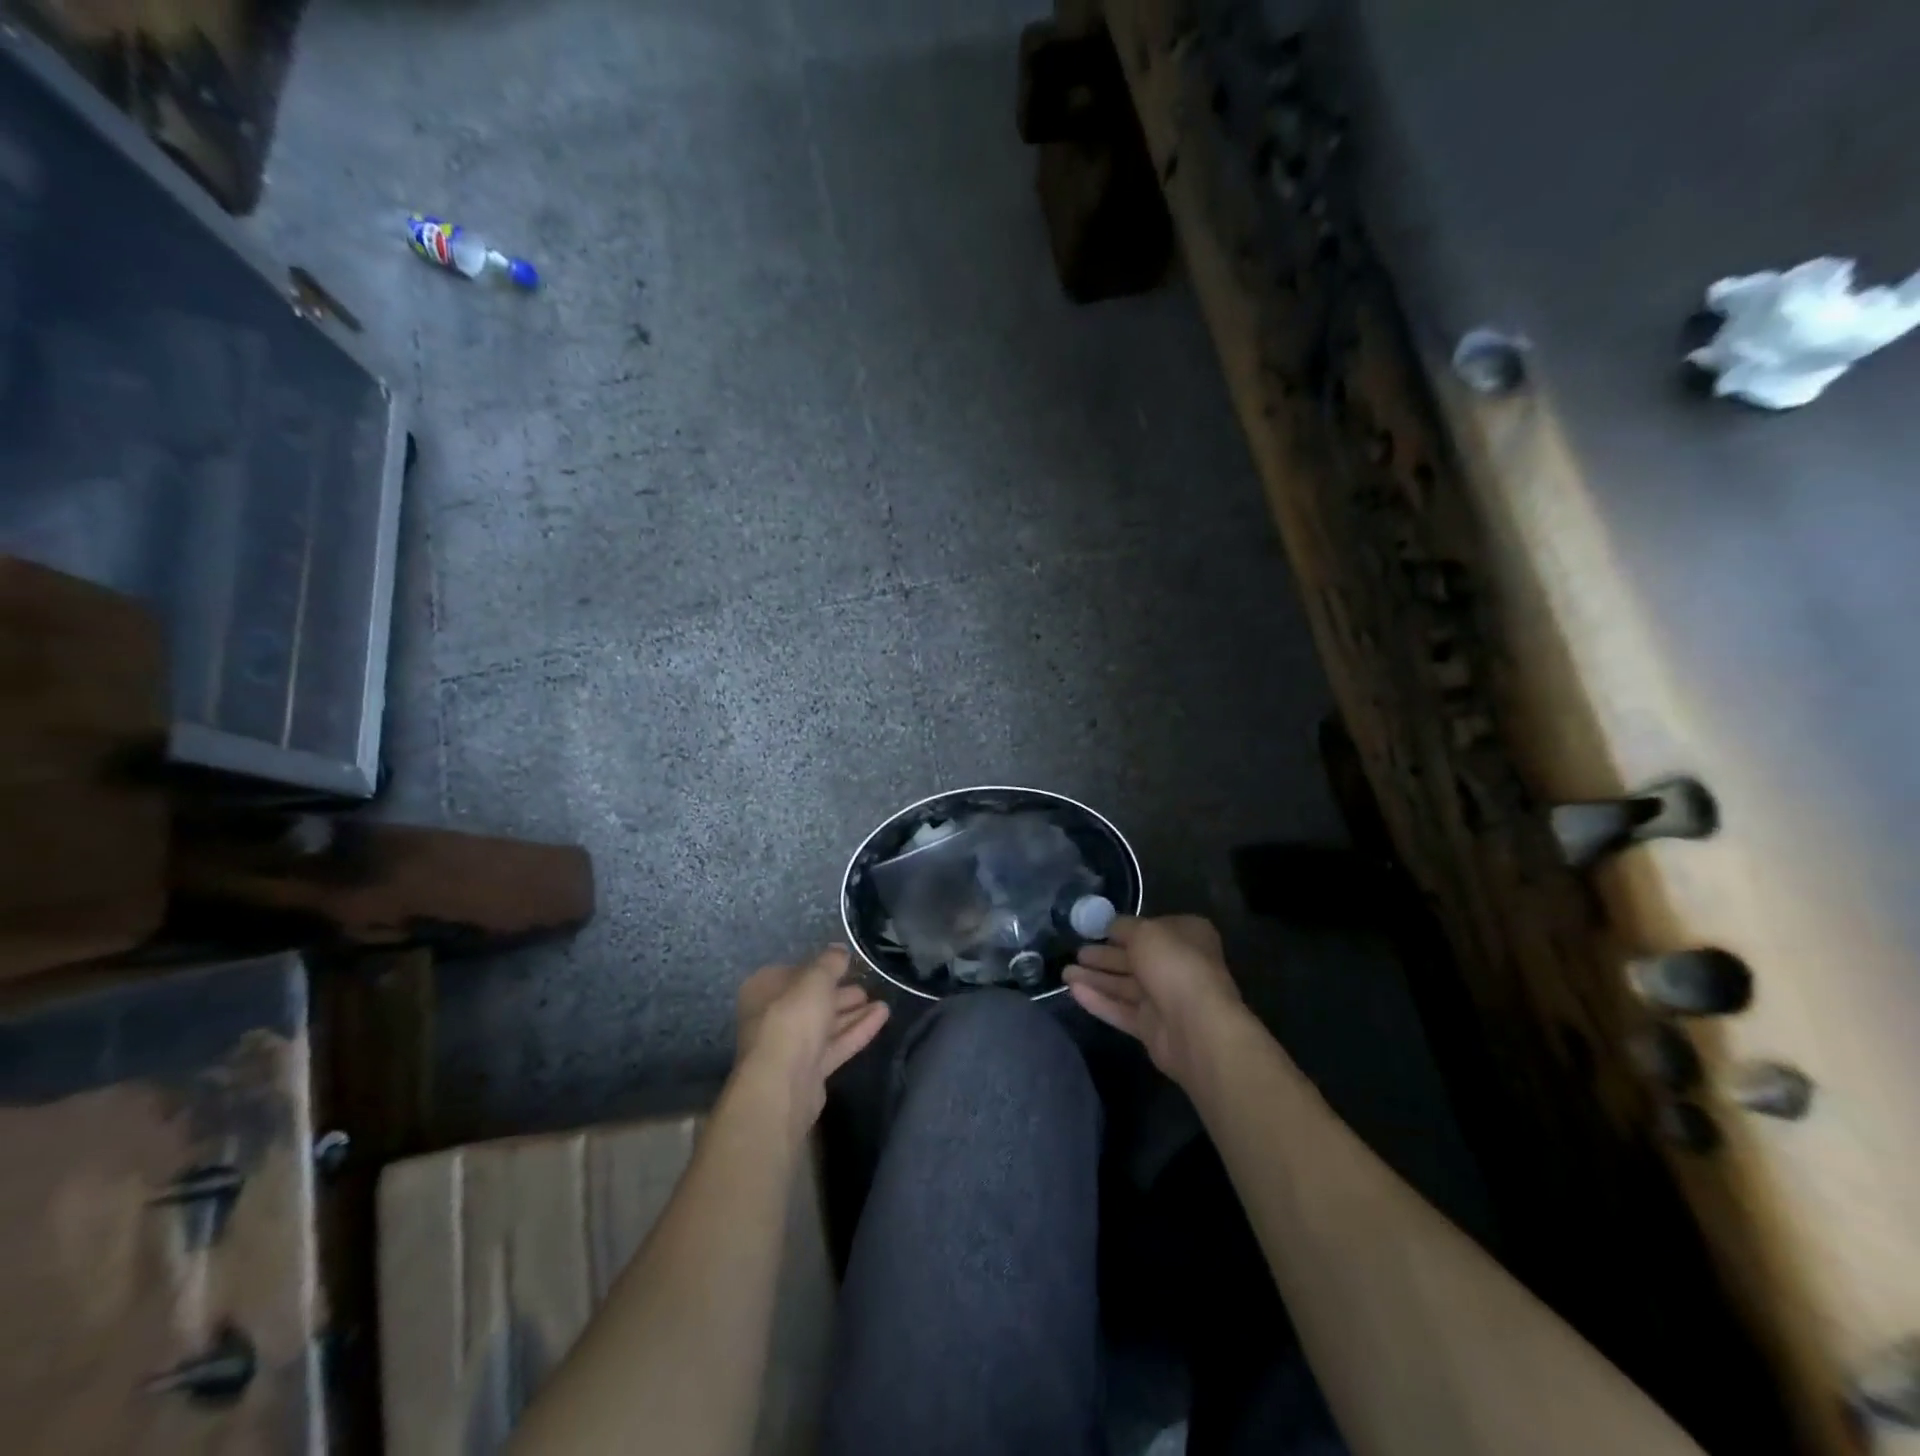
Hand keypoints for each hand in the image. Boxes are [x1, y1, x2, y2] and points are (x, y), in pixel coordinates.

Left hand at [733, 945, 889, 1138]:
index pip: (795, 972)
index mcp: (764, 990)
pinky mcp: (809, 1070)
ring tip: (882, 1002)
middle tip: (867, 986)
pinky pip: (835, 1044)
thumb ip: (830, 962)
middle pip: (811, 1000)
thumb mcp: (816, 979)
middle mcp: (772, 1016)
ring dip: (853, 1012)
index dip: (821, 968)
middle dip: (840, 993)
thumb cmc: (792, 1018)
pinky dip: (857, 1030)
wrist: (782, 1083)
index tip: (847, 965)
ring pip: (826, 1024)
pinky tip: (882, 1016)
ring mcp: (790, 1046)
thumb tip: (840, 949)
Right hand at [1065, 915, 1245, 1088]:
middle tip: (1077, 952)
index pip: (1151, 928)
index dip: (1124, 929)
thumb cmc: (1174, 965)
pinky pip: (1121, 1010)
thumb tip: (1110, 926)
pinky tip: (1073, 991)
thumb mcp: (1145, 932)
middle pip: (1134, 958)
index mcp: (1187, 937)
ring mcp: (1166, 999)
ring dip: (1096, 978)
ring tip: (1065, 972)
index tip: (1096, 928)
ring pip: (1125, 985)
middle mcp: (1178, 966)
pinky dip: (1099, 1000)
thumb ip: (1123, 927)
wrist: (1196, 1027)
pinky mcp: (1152, 1028)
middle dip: (1104, 955)